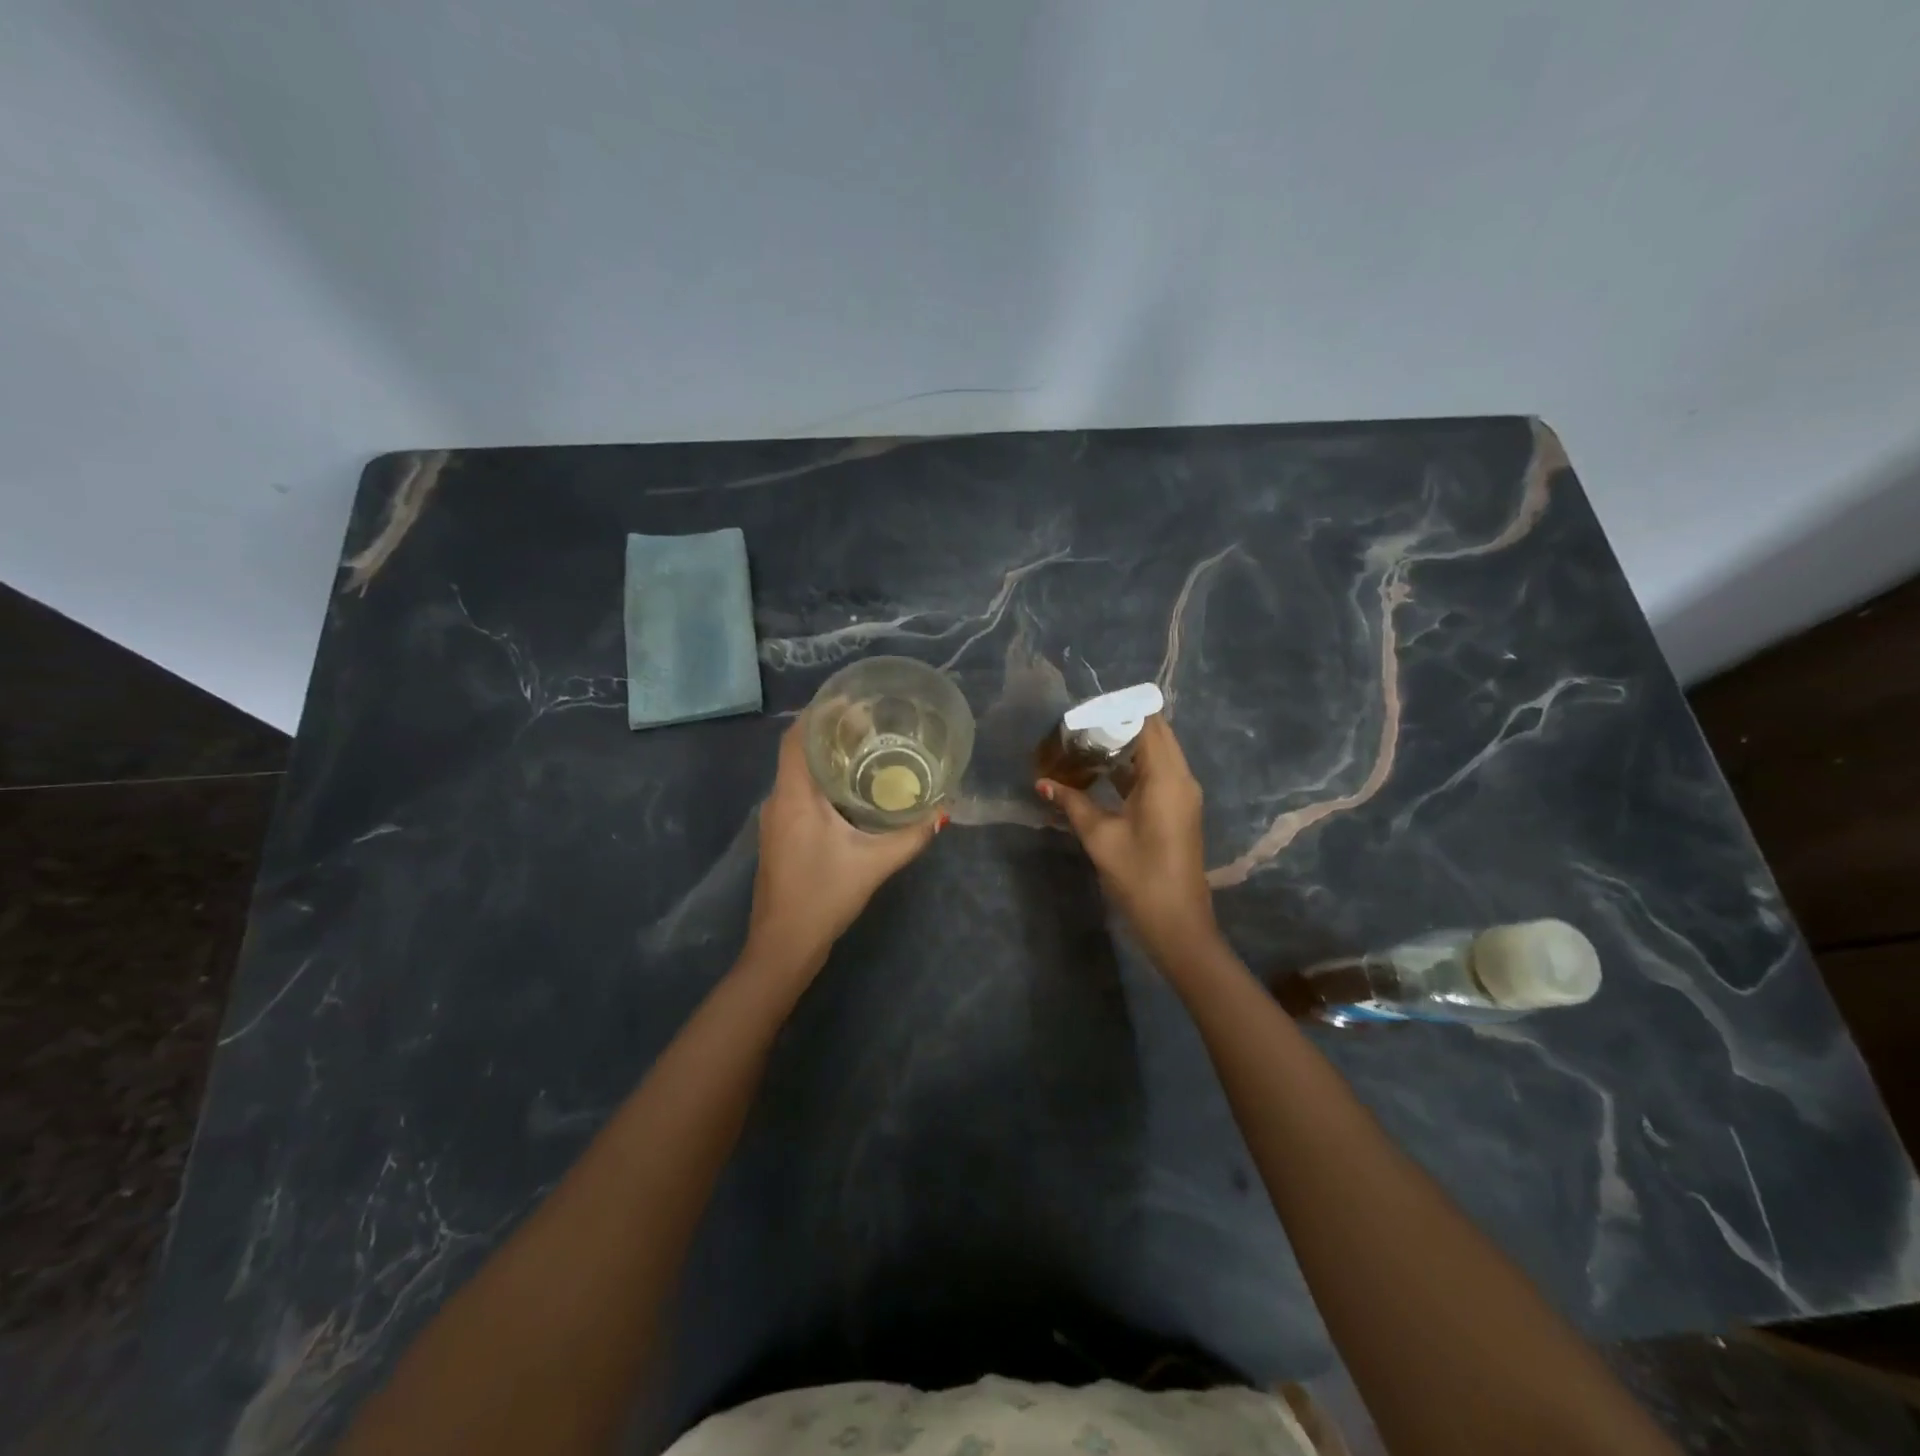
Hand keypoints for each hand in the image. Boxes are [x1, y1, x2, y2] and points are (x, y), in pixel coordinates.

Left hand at [746, 721, 944, 973]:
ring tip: (865, 749)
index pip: (797, 738)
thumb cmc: (824, 896)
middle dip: (830, 732)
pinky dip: (821, 781)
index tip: (851, 701)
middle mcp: (778, 801)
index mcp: (794, 797)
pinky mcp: (779, 836)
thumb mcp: (874, 864)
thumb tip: (942, 811)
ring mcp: (774, 820)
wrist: (783, 945)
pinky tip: (849, 790)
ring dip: (825, 758)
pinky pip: (798, 793)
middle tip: (870, 723)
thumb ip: (910, 836)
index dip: (819, 713)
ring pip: (797, 773)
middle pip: (798, 751)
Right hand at [1037, 714, 1218, 962]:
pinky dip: (1129, 767)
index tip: (1082, 711)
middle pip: (1153, 733)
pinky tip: (1098, 772)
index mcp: (1166, 777)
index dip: (1116, 711)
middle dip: (1116, 725)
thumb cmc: (1140, 878)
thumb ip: (1072, 803)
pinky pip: (1155, 773)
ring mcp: (1182, 794)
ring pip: (1154, 753)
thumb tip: (1042, 782)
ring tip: (1081, 745)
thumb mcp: (1101, 838)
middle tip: (1077, 728)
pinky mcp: (1177, 809)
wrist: (1178, 925)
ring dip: (1122, 746)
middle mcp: (1180, 778)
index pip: (1146, 723)